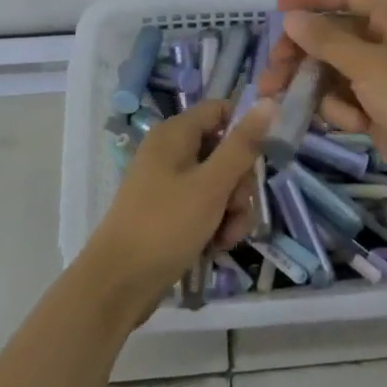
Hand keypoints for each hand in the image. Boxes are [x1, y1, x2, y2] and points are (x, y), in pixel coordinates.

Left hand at [84, 98, 274, 308]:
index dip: (245, 129)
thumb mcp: (211, 185)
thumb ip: (242, 145)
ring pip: (220, 184)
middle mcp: (172, 152)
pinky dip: (216, 223)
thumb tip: (268, 101)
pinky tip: (216, 246)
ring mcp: (170, 184)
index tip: (261, 157)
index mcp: (175, 134)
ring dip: (232, 210)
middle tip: (235, 208)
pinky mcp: (170, 212)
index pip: (221, 110)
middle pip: (225, 151)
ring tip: (226, 237)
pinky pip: (206, 206)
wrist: (117, 284)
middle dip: (240, 183)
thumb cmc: (165, 226)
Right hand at [258, 0, 386, 198]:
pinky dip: (340, 110)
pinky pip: (344, 99)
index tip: (279, 10)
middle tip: (273, 72)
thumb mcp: (368, 65)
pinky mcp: (377, 108)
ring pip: (332, 71)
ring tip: (283, 101)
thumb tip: (292, 18)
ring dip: (311, 86)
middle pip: (331, 36)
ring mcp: (381, 77)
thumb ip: (326, 41)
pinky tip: (351, 124)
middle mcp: (385, 42)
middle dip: (300, 54)